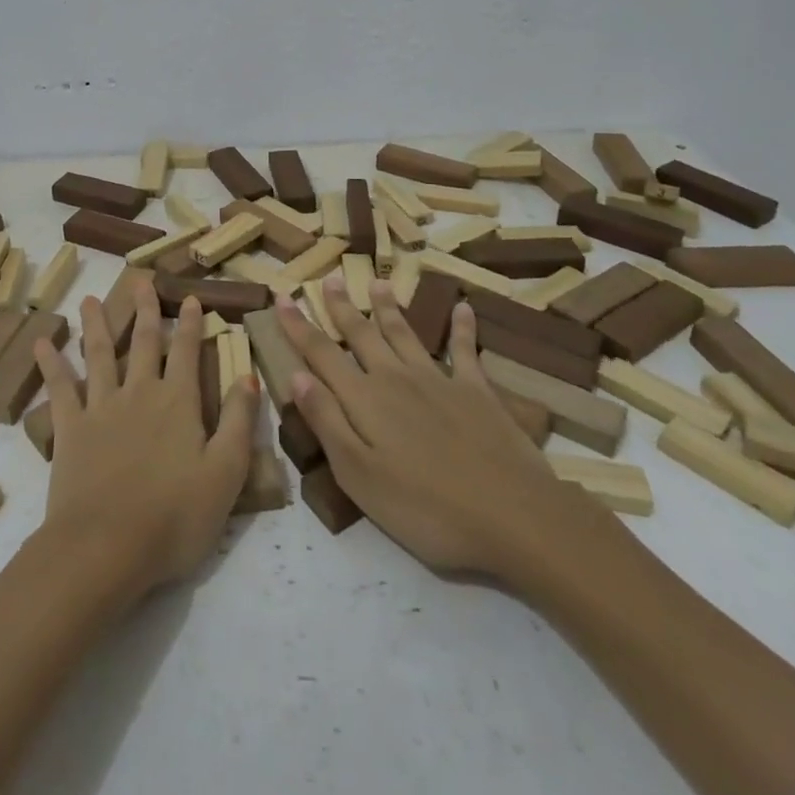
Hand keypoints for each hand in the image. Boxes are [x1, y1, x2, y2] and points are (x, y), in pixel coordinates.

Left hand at [34, 290, 257, 607]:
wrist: (106, 547)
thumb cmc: (174, 517)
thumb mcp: (225, 474)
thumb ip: (237, 421)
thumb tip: (248, 376)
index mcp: (178, 402)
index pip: (186, 352)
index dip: (191, 324)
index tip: (191, 298)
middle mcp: (139, 393)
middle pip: (143, 342)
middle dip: (145, 310)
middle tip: (141, 281)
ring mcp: (101, 407)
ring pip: (99, 355)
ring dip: (96, 325)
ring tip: (90, 299)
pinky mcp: (70, 429)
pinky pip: (59, 389)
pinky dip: (50, 364)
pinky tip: (40, 343)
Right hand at [278, 274, 605, 596]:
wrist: (512, 515)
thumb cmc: (426, 508)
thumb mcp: (359, 476)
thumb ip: (327, 422)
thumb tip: (296, 376)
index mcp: (364, 399)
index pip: (321, 354)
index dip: (299, 326)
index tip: (281, 297)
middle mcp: (396, 378)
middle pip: (362, 334)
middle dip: (342, 307)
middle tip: (331, 279)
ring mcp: (439, 380)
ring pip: (405, 333)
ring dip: (388, 308)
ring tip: (378, 283)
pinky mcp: (477, 392)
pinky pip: (466, 350)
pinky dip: (463, 328)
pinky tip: (464, 308)